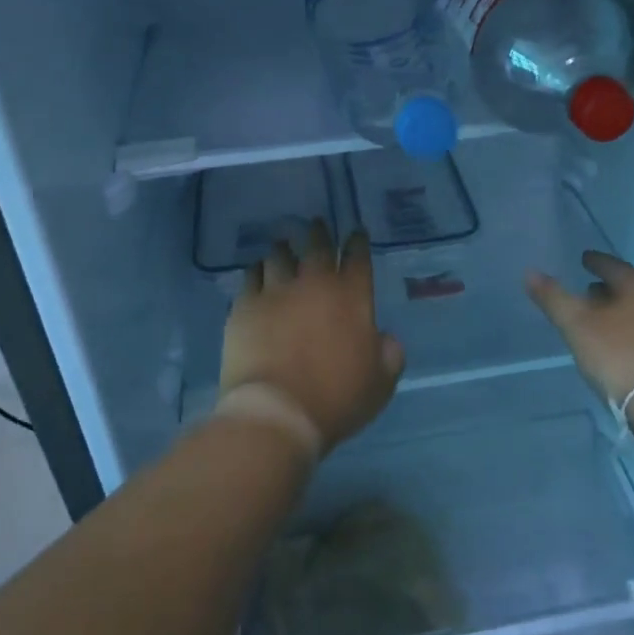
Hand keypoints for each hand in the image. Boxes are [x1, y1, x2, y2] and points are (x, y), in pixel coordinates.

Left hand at [220, 220, 405, 453]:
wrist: (277, 411)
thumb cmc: (337, 399)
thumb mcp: (381, 382)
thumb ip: (389, 353)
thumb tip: (384, 337)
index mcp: (352, 297)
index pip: (358, 257)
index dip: (358, 242)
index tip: (355, 232)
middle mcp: (314, 284)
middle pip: (317, 246)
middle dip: (320, 232)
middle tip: (317, 223)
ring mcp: (276, 291)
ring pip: (280, 255)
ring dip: (284, 248)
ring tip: (283, 244)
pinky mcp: (244, 306)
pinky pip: (250, 276)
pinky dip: (257, 270)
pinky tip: (257, 271)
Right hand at [525, 251, 633, 404]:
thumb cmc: (618, 356)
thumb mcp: (577, 325)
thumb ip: (554, 298)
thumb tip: (531, 273)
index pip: (615, 266)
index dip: (596, 262)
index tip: (584, 259)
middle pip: (631, 289)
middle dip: (608, 288)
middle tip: (588, 290)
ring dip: (620, 311)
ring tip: (600, 318)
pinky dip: (632, 330)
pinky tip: (619, 345)